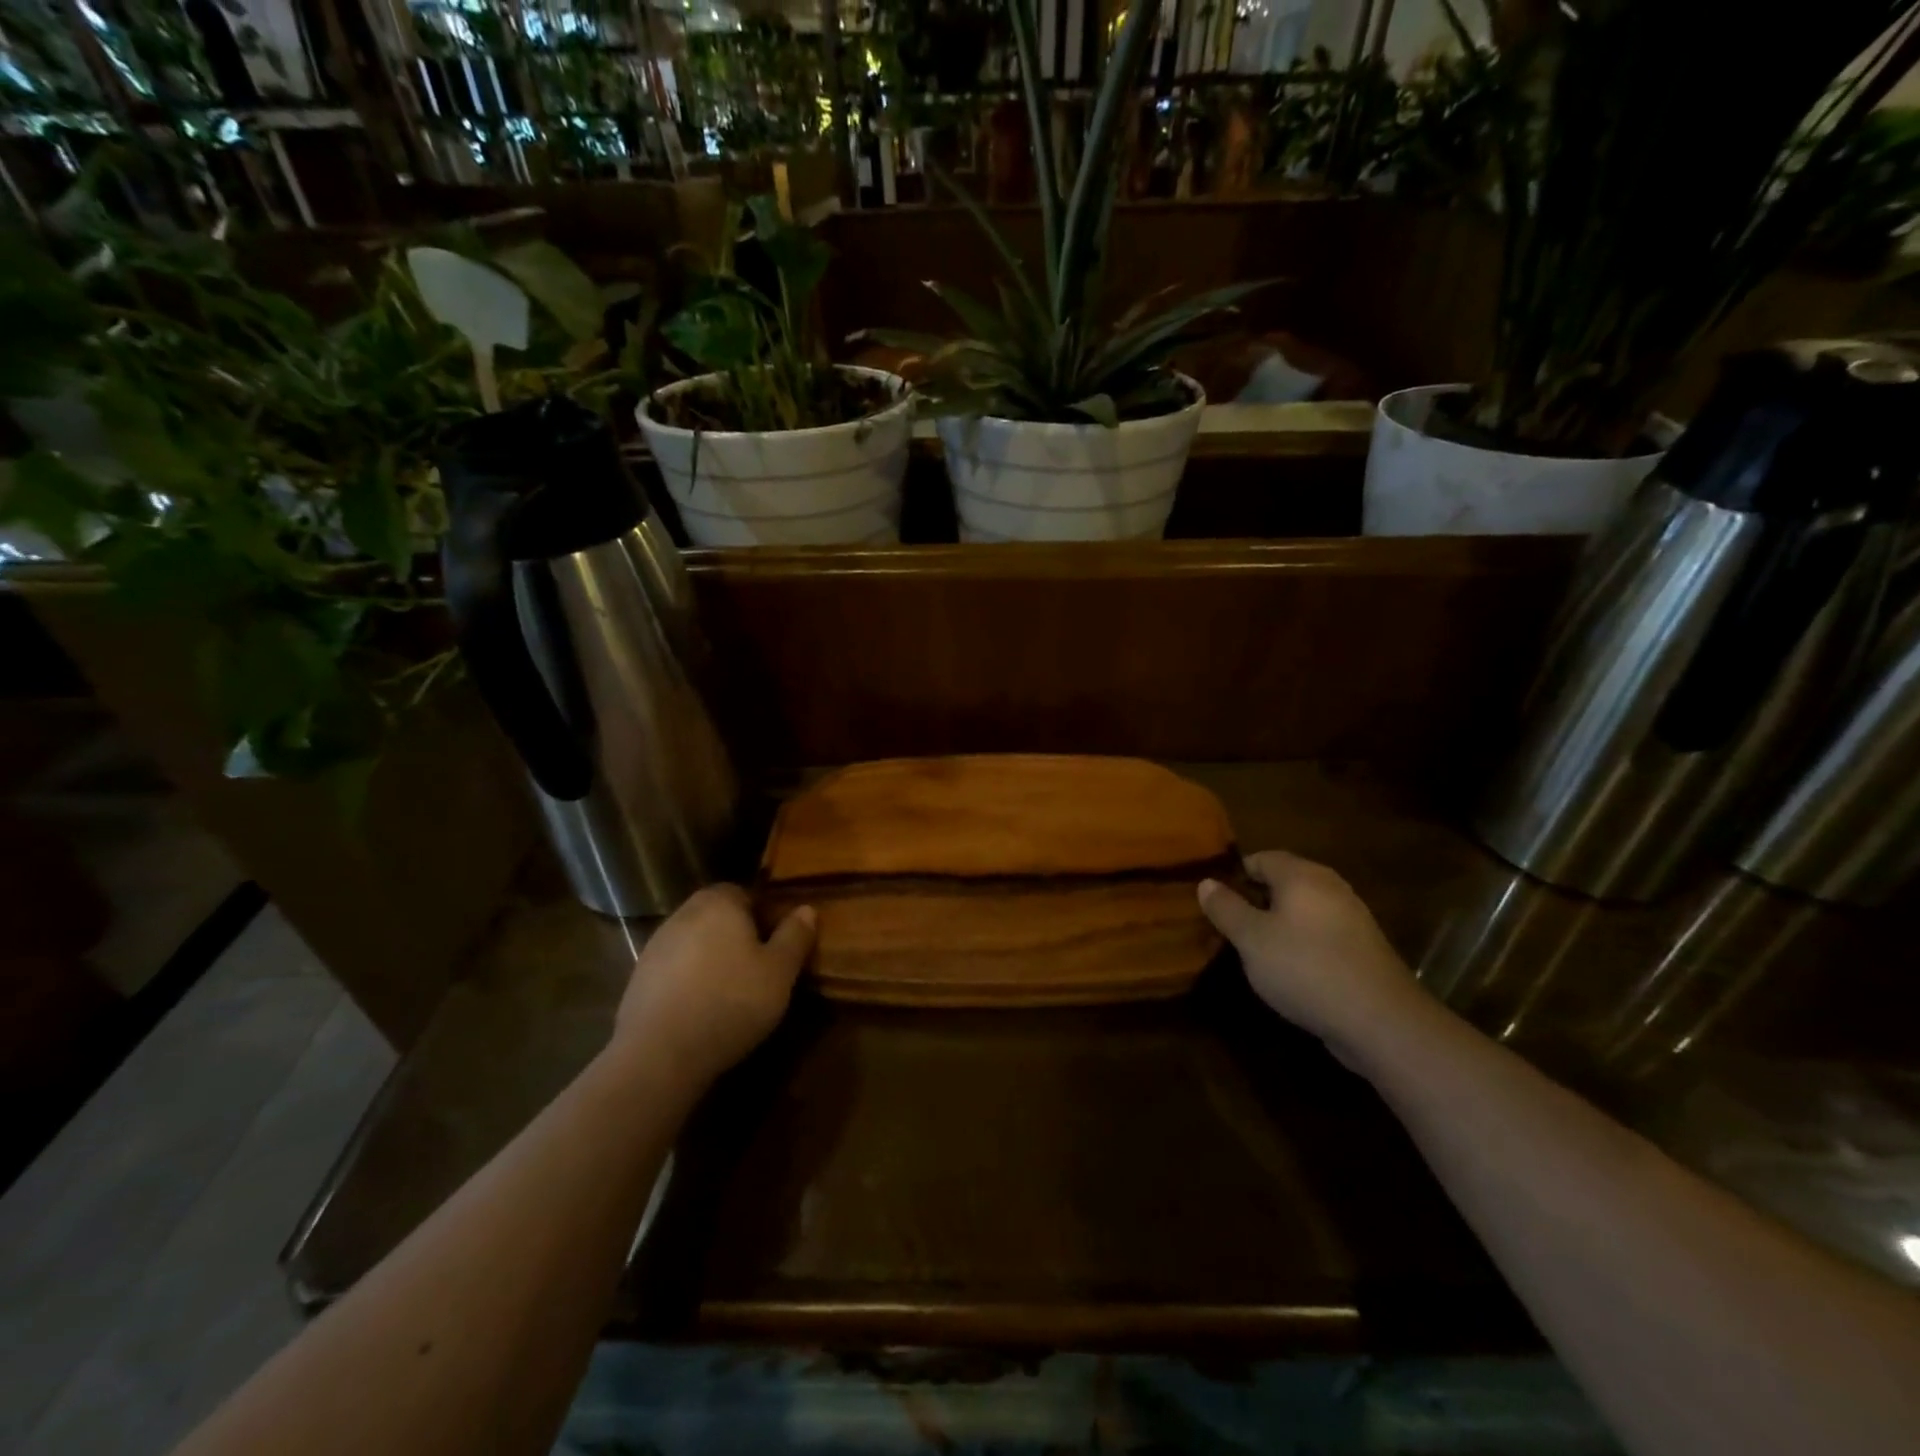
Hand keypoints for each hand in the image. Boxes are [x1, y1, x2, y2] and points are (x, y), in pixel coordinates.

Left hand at [611, 885, 815, 1088]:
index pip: (745, 892)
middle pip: (718, 915)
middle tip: (761, 966)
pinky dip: (691, 980)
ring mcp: (655, 946)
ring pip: (696, 942)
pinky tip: (703, 1008)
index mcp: (719, 903)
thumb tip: (806, 910)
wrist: (659, 1054)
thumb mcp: (780, 971)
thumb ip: (795, 936)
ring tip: (733, 991)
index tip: (779, 942)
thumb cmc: (731, 1002)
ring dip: (713, 958)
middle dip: (739, 935)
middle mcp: (683, 914)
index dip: (764, 914)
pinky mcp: (638, 979)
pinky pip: (676, 969)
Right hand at [1199, 851, 1425, 1065]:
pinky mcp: (1363, 949)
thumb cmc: (1305, 968)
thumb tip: (1206, 882)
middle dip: (1255, 899)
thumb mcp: (1251, 939)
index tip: (1214, 899)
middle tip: (1229, 925)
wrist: (1381, 1021)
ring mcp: (1352, 917)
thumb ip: (1226, 908)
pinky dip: (1301, 943)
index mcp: (1301, 875)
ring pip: (1303, 909)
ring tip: (1254, 950)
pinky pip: (1321, 934)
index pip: (1260, 858)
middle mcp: (1330, 887)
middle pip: (1284, 882)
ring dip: (1278, 923)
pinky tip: (1290, 971)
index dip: (1234, 874)